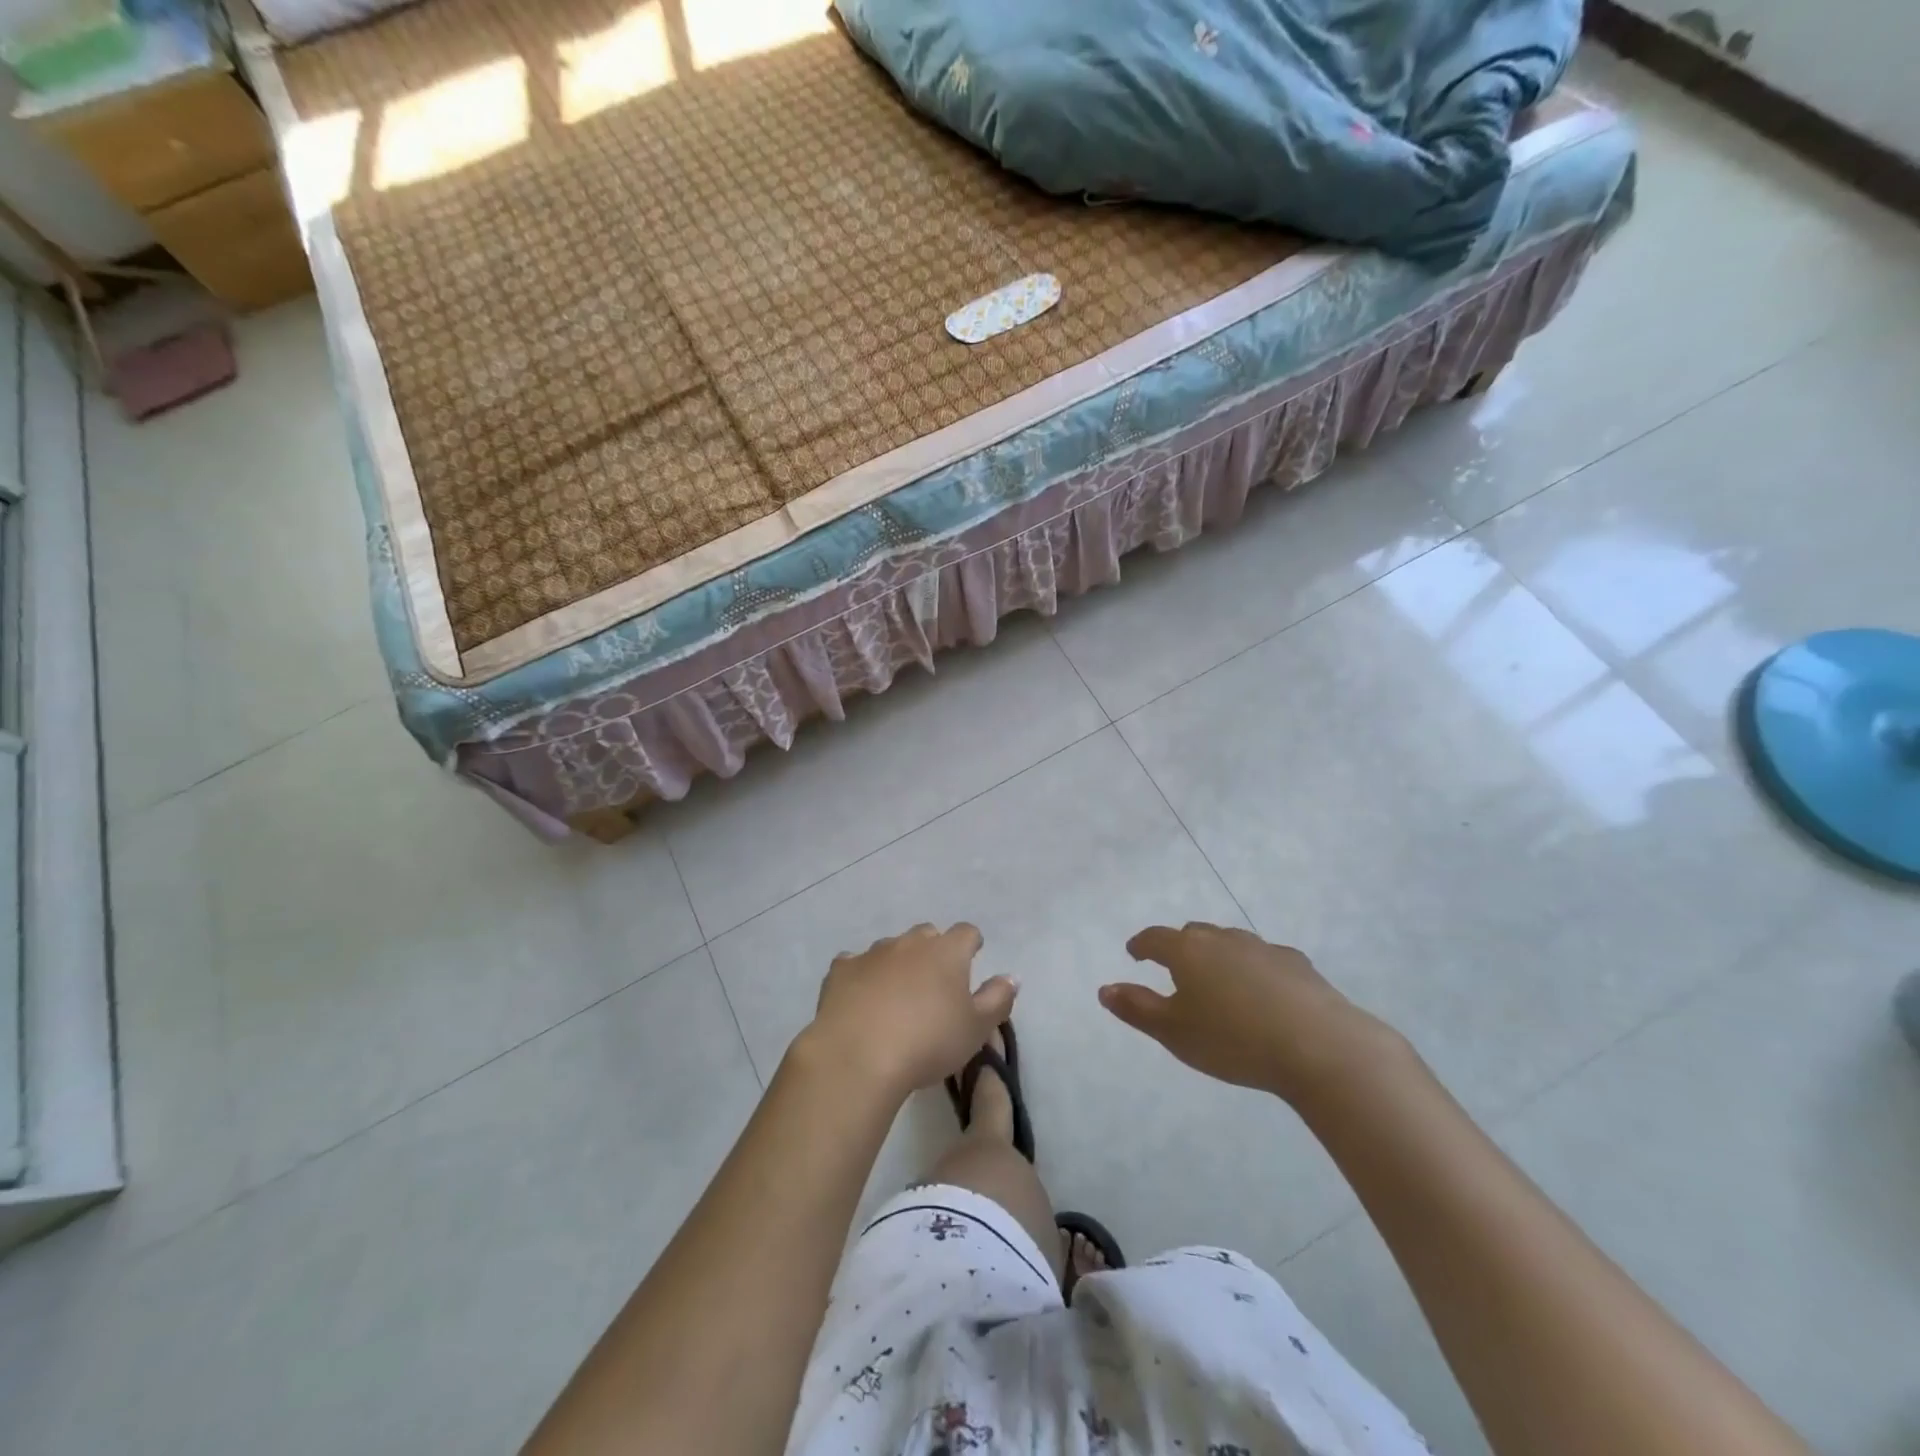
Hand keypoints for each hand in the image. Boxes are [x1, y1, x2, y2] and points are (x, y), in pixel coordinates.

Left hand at [805, 923, 1016, 1099]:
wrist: (858, 1056)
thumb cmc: (928, 1042)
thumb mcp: (976, 1029)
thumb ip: (998, 999)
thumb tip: (1011, 977)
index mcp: (947, 952)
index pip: (966, 932)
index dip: (971, 945)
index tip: (971, 960)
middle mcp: (909, 943)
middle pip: (927, 934)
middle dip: (933, 950)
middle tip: (935, 983)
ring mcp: (872, 953)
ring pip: (891, 948)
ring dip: (898, 963)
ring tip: (897, 996)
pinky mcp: (841, 971)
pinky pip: (855, 964)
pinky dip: (862, 976)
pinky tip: (861, 998)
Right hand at [1101, 923, 1405, 1104]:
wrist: (1320, 1047)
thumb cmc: (1233, 1040)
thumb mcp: (1174, 1032)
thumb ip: (1136, 1008)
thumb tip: (1104, 988)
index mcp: (1187, 951)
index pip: (1154, 938)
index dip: (1141, 945)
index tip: (1134, 953)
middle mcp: (1222, 939)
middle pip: (1193, 934)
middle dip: (1179, 947)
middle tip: (1174, 969)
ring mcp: (1263, 948)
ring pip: (1229, 943)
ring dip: (1217, 956)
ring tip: (1217, 983)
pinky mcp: (1297, 964)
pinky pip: (1264, 959)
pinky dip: (1253, 969)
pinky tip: (1262, 994)